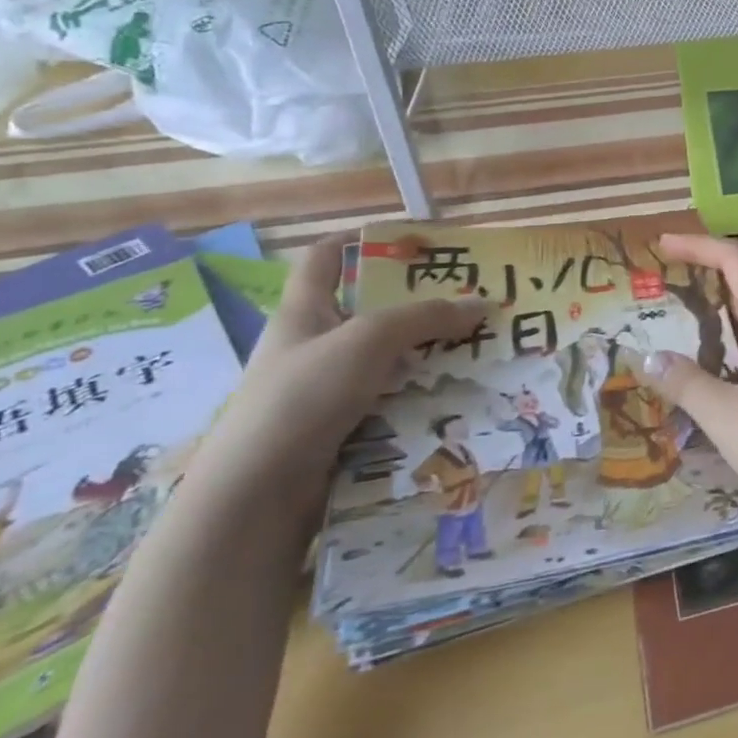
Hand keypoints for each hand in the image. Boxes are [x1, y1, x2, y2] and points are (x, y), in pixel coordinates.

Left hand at [189, 238, 487, 514]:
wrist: (256, 499)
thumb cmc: (303, 397)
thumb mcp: (369, 340)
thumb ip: (427, 317)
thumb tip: (482, 304)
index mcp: (304, 311)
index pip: (326, 257)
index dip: (361, 239)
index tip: (411, 238)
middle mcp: (312, 345)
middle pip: (369, 310)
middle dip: (418, 303)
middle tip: (469, 297)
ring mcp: (324, 390)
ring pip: (386, 359)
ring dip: (427, 353)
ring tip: (477, 347)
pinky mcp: (339, 428)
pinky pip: (389, 399)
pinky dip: (420, 394)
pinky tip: (456, 395)